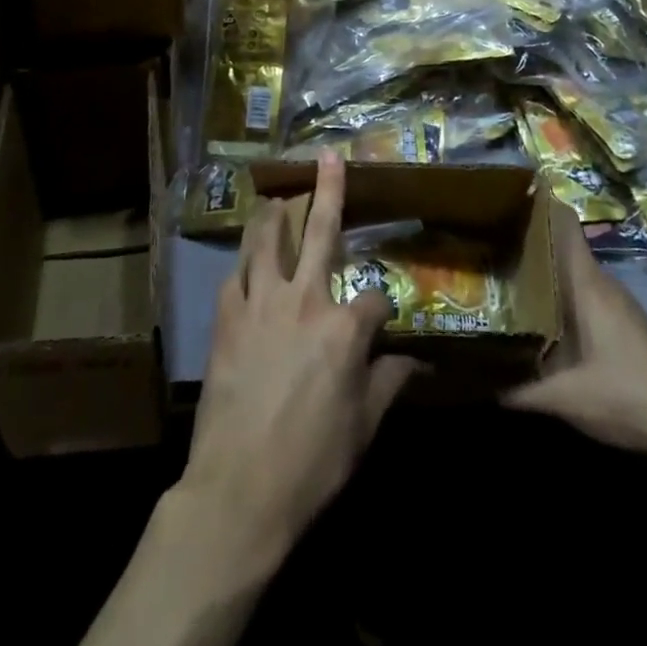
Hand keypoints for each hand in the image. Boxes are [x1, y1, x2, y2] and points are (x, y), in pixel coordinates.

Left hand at [179, 150, 419, 570]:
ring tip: (276, 198)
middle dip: (329, 190)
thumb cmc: (312, 462)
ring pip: (266, 241)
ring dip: (273, 215)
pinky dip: (243, 264)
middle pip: (321, 232)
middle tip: (328, 156)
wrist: (239, 489)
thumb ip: (391, 383)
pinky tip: (246, 262)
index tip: (383, 327)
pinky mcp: (227, 318)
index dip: (383, 310)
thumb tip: (419, 363)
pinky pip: (236, 276)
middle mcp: (305, 299)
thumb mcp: (365, 427)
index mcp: (345, 327)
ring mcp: (261, 303)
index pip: (376, 298)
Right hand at [503, 203, 646, 477]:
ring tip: (497, 272)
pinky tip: (532, 313)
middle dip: (521, 239)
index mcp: (586, 282)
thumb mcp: (567, 399)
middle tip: (480, 240)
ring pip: (567, 270)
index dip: (531, 202)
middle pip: (557, 244)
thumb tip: (477, 380)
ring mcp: (613, 300)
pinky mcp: (620, 321)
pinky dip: (553, 293)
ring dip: (537, 268)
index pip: (561, 221)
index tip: (496, 196)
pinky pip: (578, 291)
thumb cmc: (629, 397)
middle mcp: (599, 281)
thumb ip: (519, 390)